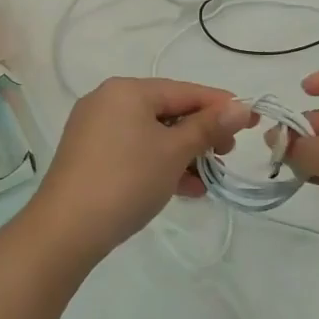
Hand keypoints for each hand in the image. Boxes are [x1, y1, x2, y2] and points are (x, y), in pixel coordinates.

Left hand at [27, 78, 253, 262]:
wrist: (66, 228)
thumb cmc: (127, 180)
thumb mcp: (174, 152)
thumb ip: (208, 126)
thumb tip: (240, 106)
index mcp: (127, 90)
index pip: (184, 90)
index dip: (221, 105)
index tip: (252, 120)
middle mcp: (107, 100)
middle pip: (167, 110)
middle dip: (200, 134)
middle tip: (227, 155)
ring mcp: (94, 128)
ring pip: (151, 134)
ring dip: (183, 154)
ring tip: (208, 179)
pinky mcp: (88, 155)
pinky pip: (134, 150)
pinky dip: (159, 163)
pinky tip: (183, 189)